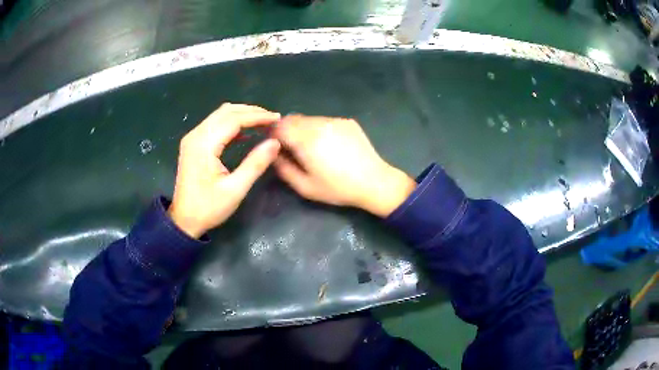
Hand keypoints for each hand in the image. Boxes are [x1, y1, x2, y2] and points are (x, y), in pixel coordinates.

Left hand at [168, 103, 280, 237]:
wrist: (184, 220)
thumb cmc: (208, 208)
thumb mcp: (235, 189)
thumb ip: (255, 164)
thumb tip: (275, 142)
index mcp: (204, 144)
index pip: (233, 119)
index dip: (257, 116)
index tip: (277, 118)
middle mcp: (196, 135)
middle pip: (226, 112)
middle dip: (251, 112)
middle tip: (272, 118)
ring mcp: (192, 138)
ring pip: (220, 115)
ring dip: (241, 115)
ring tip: (262, 122)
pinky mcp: (193, 144)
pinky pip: (214, 124)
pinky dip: (231, 123)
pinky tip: (245, 132)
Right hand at [272, 115, 415, 217]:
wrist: (374, 182)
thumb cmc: (338, 188)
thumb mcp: (305, 187)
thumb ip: (283, 168)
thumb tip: (273, 154)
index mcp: (306, 140)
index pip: (279, 126)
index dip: (272, 134)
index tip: (274, 146)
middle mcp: (319, 124)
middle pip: (292, 119)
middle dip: (286, 130)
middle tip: (290, 148)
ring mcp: (335, 121)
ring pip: (308, 119)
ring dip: (302, 129)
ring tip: (311, 148)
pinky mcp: (347, 122)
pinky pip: (324, 121)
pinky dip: (318, 129)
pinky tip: (329, 145)